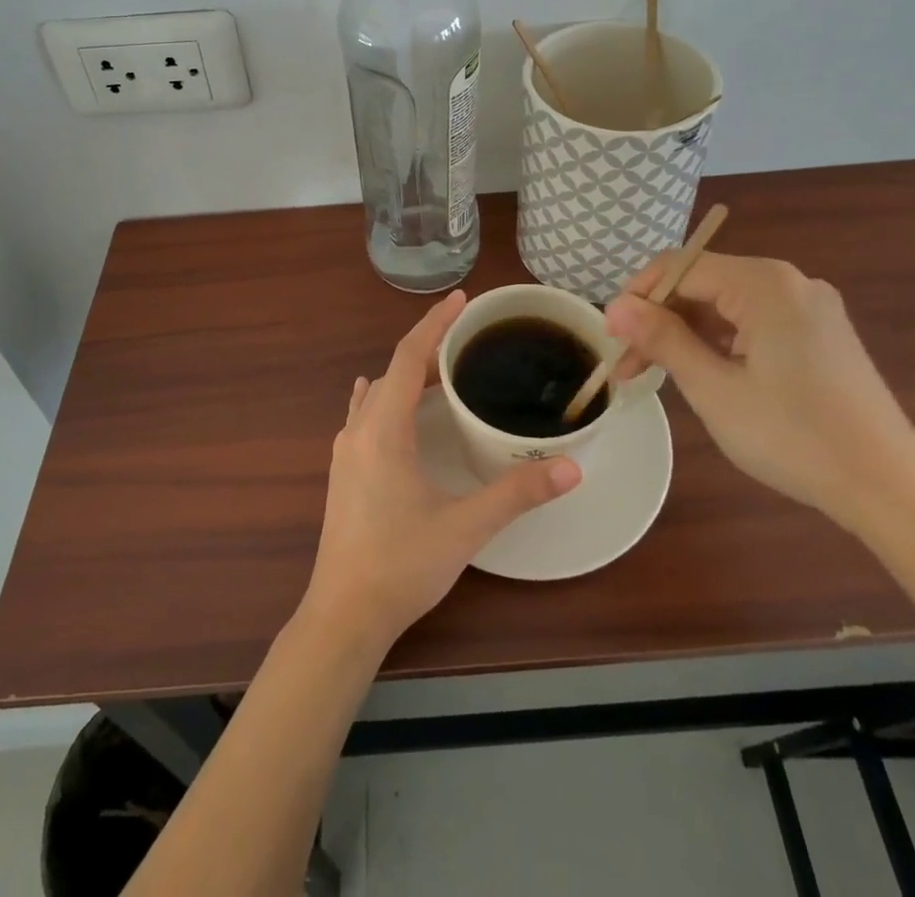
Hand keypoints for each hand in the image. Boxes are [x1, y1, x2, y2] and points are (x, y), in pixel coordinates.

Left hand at [303, 290, 582, 652]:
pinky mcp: (343, 470)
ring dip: (408, 375)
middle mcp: (358, 429)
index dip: (435, 324)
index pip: (409, 357)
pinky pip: (365, 414)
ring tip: (445, 371)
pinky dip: (387, 397)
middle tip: (469, 341)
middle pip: (394, 370)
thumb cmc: (401, 565)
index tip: (461, 300)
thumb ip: (517, 493)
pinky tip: (393, 405)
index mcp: (383, 429)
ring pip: (378, 393)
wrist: (344, 615)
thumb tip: (571, 467)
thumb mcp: (465, 526)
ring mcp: (345, 450)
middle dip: (429, 349)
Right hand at [604, 253, 914, 527]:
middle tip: (628, 364)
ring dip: (686, 332)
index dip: (638, 296)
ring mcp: (809, 307)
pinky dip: (720, 341)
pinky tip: (703, 372)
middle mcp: (789, 282)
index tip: (610, 336)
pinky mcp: (819, 333)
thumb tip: (616, 307)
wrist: (890, 488)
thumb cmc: (794, 436)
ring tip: (656, 373)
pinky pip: (753, 321)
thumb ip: (662, 338)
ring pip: (726, 304)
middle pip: (703, 283)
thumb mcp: (714, 388)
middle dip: (659, 318)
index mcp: (765, 284)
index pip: (680, 267)